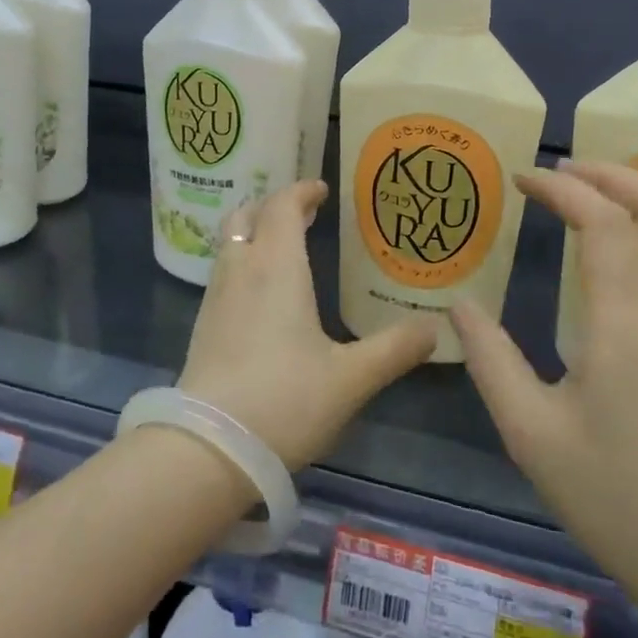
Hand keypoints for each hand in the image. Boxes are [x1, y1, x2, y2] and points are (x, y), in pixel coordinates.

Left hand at [177, 180, 438, 469]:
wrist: (209, 446)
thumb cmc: (286, 400)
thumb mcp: (351, 377)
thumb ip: (394, 349)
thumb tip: (434, 327)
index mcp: (277, 266)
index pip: (283, 206)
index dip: (301, 191)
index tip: (322, 191)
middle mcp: (241, 269)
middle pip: (247, 215)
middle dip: (274, 206)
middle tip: (304, 214)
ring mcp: (216, 295)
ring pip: (230, 242)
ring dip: (255, 231)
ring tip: (284, 246)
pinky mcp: (204, 323)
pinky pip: (224, 270)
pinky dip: (243, 260)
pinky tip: (262, 292)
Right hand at [449, 161, 637, 591]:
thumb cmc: (613, 494)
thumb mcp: (529, 431)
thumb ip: (490, 358)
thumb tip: (459, 304)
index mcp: (627, 325)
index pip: (604, 223)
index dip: (563, 188)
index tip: (521, 178)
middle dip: (614, 174)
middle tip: (561, 170)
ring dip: (636, 196)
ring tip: (581, 195)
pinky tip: (607, 245)